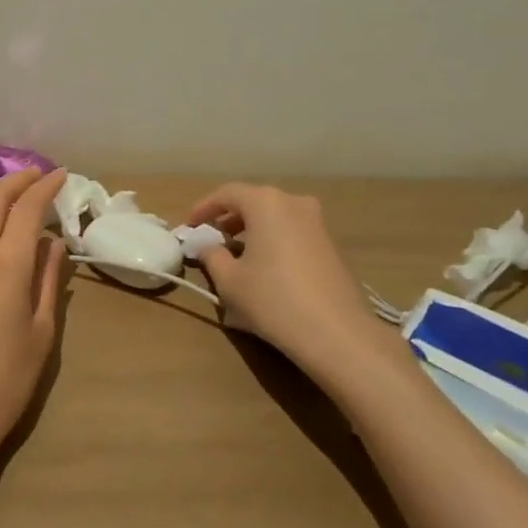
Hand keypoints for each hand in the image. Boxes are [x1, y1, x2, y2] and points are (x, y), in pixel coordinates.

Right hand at [185, 183, 373, 375]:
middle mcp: (293, 202)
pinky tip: (265, 266)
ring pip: (275, 216)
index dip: (204, 208)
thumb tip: (208, 246)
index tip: (190, 226)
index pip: (226, 194)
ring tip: (236, 253)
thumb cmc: (273, 299)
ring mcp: (317, 222)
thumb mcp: (230, 281)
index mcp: (265, 202)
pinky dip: (273, 239)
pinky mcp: (330, 245)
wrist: (337, 333)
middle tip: (211, 238)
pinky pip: (292, 231)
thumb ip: (212, 256)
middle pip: (253, 201)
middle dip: (229, 218)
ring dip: (252, 229)